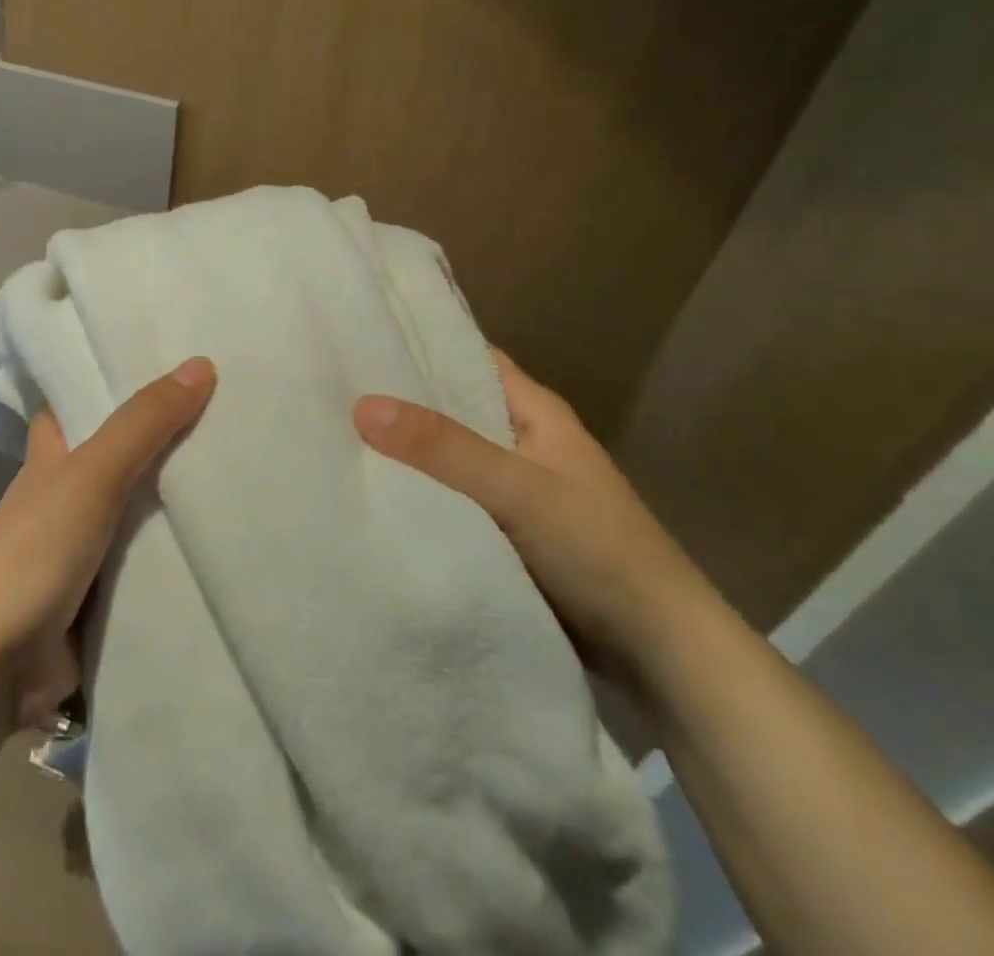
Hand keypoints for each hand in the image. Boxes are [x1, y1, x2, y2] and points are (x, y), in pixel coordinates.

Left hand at [0, 358, 216, 727]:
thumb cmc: (34, 552)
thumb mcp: (91, 474)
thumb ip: (144, 423)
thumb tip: (202, 363)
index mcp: (54, 453)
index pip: (82, 399)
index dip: (117, 376)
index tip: (169, 354)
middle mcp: (68, 491)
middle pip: (124, 451)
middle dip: (168, 434)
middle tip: (232, 405)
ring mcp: (86, 544)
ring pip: (142, 507)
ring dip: (180, 495)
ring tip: (245, 462)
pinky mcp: (103, 592)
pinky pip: (150, 561)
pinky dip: (179, 551)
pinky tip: (228, 536)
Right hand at [353, 353, 718, 694]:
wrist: (662, 654)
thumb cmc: (597, 551)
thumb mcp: (517, 489)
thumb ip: (442, 447)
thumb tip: (362, 404)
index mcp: (535, 412)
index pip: (468, 357)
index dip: (419, 344)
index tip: (359, 339)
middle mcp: (522, 440)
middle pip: (453, 407)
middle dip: (401, 400)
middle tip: (331, 387)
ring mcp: (516, 488)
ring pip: (449, 456)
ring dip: (407, 451)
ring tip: (337, 434)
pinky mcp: (508, 531)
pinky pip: (453, 498)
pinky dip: (421, 493)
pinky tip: (375, 493)